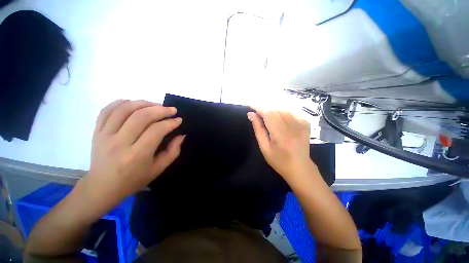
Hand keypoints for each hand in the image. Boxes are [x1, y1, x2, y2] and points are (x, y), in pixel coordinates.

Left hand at [84, 100, 184, 201]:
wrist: (102, 187)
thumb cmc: (134, 179)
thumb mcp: (159, 169)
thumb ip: (173, 151)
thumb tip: (181, 135)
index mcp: (137, 155)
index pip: (156, 130)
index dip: (170, 122)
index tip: (178, 120)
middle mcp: (119, 143)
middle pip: (141, 116)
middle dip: (160, 110)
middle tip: (171, 110)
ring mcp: (105, 135)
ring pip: (124, 109)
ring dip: (143, 103)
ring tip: (155, 105)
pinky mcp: (96, 132)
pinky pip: (107, 110)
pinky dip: (122, 102)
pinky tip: (134, 103)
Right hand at [247, 109, 314, 181]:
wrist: (300, 168)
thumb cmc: (279, 160)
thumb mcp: (264, 147)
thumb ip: (258, 129)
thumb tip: (251, 114)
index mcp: (281, 134)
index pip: (269, 114)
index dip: (259, 108)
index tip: (251, 106)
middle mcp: (293, 126)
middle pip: (276, 109)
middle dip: (265, 108)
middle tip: (258, 113)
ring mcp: (302, 124)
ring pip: (284, 109)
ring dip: (274, 110)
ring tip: (267, 116)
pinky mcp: (306, 123)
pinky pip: (292, 112)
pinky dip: (283, 112)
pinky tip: (280, 118)